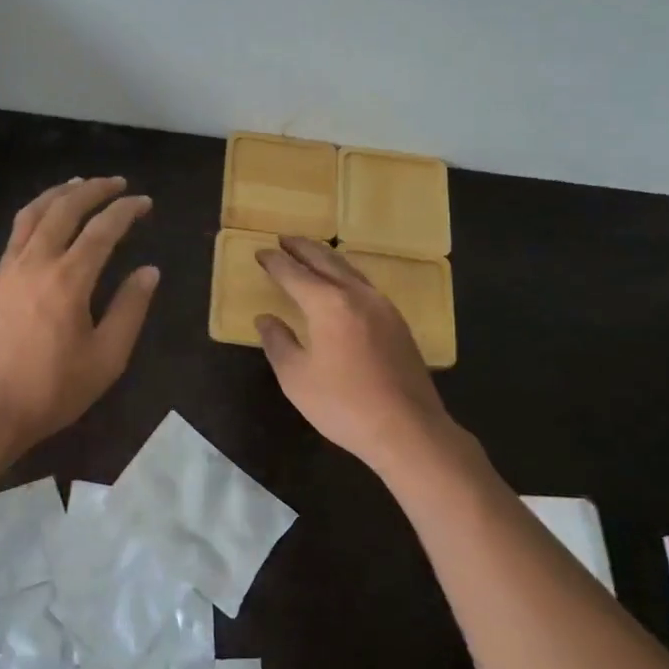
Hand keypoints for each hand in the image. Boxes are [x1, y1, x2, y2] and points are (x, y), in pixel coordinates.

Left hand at [0, 177, 158, 459]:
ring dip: (59, 193)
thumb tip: (149, 271)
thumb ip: (130, 309)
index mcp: (68, 280)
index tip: (144, 201)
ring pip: (33, 214)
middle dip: (92, 189)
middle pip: (64, 209)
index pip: (102, 229)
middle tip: (116, 183)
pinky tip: (46, 220)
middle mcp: (36, 262)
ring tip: (78, 184)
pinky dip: (37, 213)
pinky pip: (16, 232)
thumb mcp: (106, 358)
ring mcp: (8, 269)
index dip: (126, 210)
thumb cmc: (52, 389)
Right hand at [255, 237, 457, 475]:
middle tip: (284, 239)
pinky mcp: (398, 323)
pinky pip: (365, 285)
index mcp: (328, 304)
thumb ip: (278, 342)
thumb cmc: (343, 405)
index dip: (275, 262)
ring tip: (311, 254)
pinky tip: (343, 285)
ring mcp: (383, 307)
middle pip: (326, 261)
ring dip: (326, 258)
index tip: (260, 252)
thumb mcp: (296, 377)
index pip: (294, 274)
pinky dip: (346, 275)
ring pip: (350, 270)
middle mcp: (357, 295)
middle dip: (302, 248)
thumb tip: (266, 319)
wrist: (408, 429)